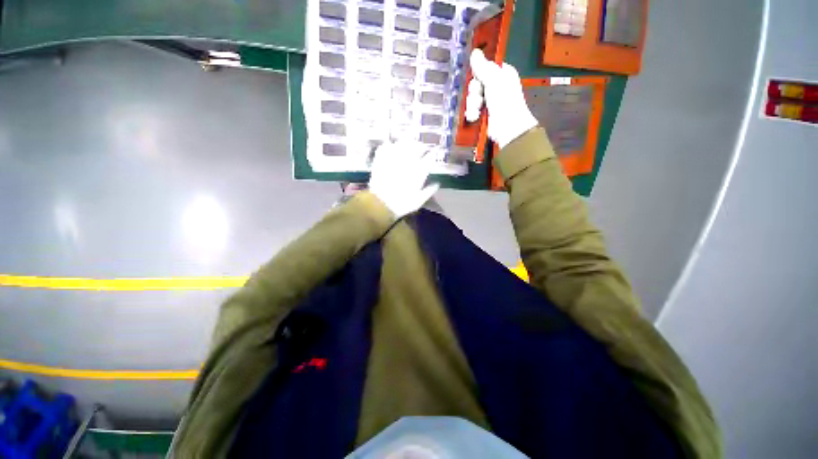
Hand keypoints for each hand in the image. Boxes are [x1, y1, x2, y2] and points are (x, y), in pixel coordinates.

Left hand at [368, 141, 439, 218]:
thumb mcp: (418, 201)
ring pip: (402, 143)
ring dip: (407, 142)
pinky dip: (389, 145)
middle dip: (421, 146)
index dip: (431, 155)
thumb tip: (437, 183)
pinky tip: (390, 147)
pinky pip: (386, 146)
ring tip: (407, 144)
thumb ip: (429, 191)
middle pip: (417, 146)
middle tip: (421, 148)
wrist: (380, 204)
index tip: (432, 155)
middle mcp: (408, 162)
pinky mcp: (381, 159)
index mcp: (419, 171)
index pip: (429, 157)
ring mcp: (394, 158)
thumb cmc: (401, 205)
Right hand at [465, 49, 538, 148]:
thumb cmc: (505, 102)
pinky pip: (471, 110)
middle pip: (475, 84)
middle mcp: (495, 86)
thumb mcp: (494, 80)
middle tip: (479, 98)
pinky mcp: (483, 114)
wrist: (507, 128)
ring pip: (472, 98)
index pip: (484, 68)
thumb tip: (474, 52)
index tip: (477, 79)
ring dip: (472, 105)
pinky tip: (475, 117)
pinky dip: (472, 113)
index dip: (478, 74)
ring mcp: (489, 101)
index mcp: (502, 74)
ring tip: (477, 111)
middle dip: (474, 93)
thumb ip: (482, 67)